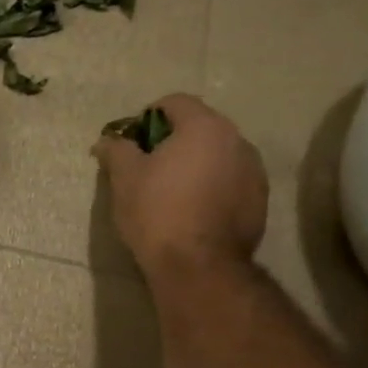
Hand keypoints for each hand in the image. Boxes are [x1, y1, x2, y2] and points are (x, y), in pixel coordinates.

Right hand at [94, 94, 268, 278]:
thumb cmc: (157, 212)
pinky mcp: (260, 200)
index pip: (175, 102)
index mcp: (204, 127)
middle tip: (147, 167)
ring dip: (195, 163)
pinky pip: (230, 179)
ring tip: (171, 191)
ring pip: (217, 154)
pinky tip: (192, 210)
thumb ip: (116, 150)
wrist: (198, 265)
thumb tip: (107, 140)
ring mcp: (254, 171)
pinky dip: (211, 185)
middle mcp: (237, 140)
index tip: (131, 143)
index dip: (147, 117)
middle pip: (200, 126)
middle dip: (172, 140)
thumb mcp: (124, 178)